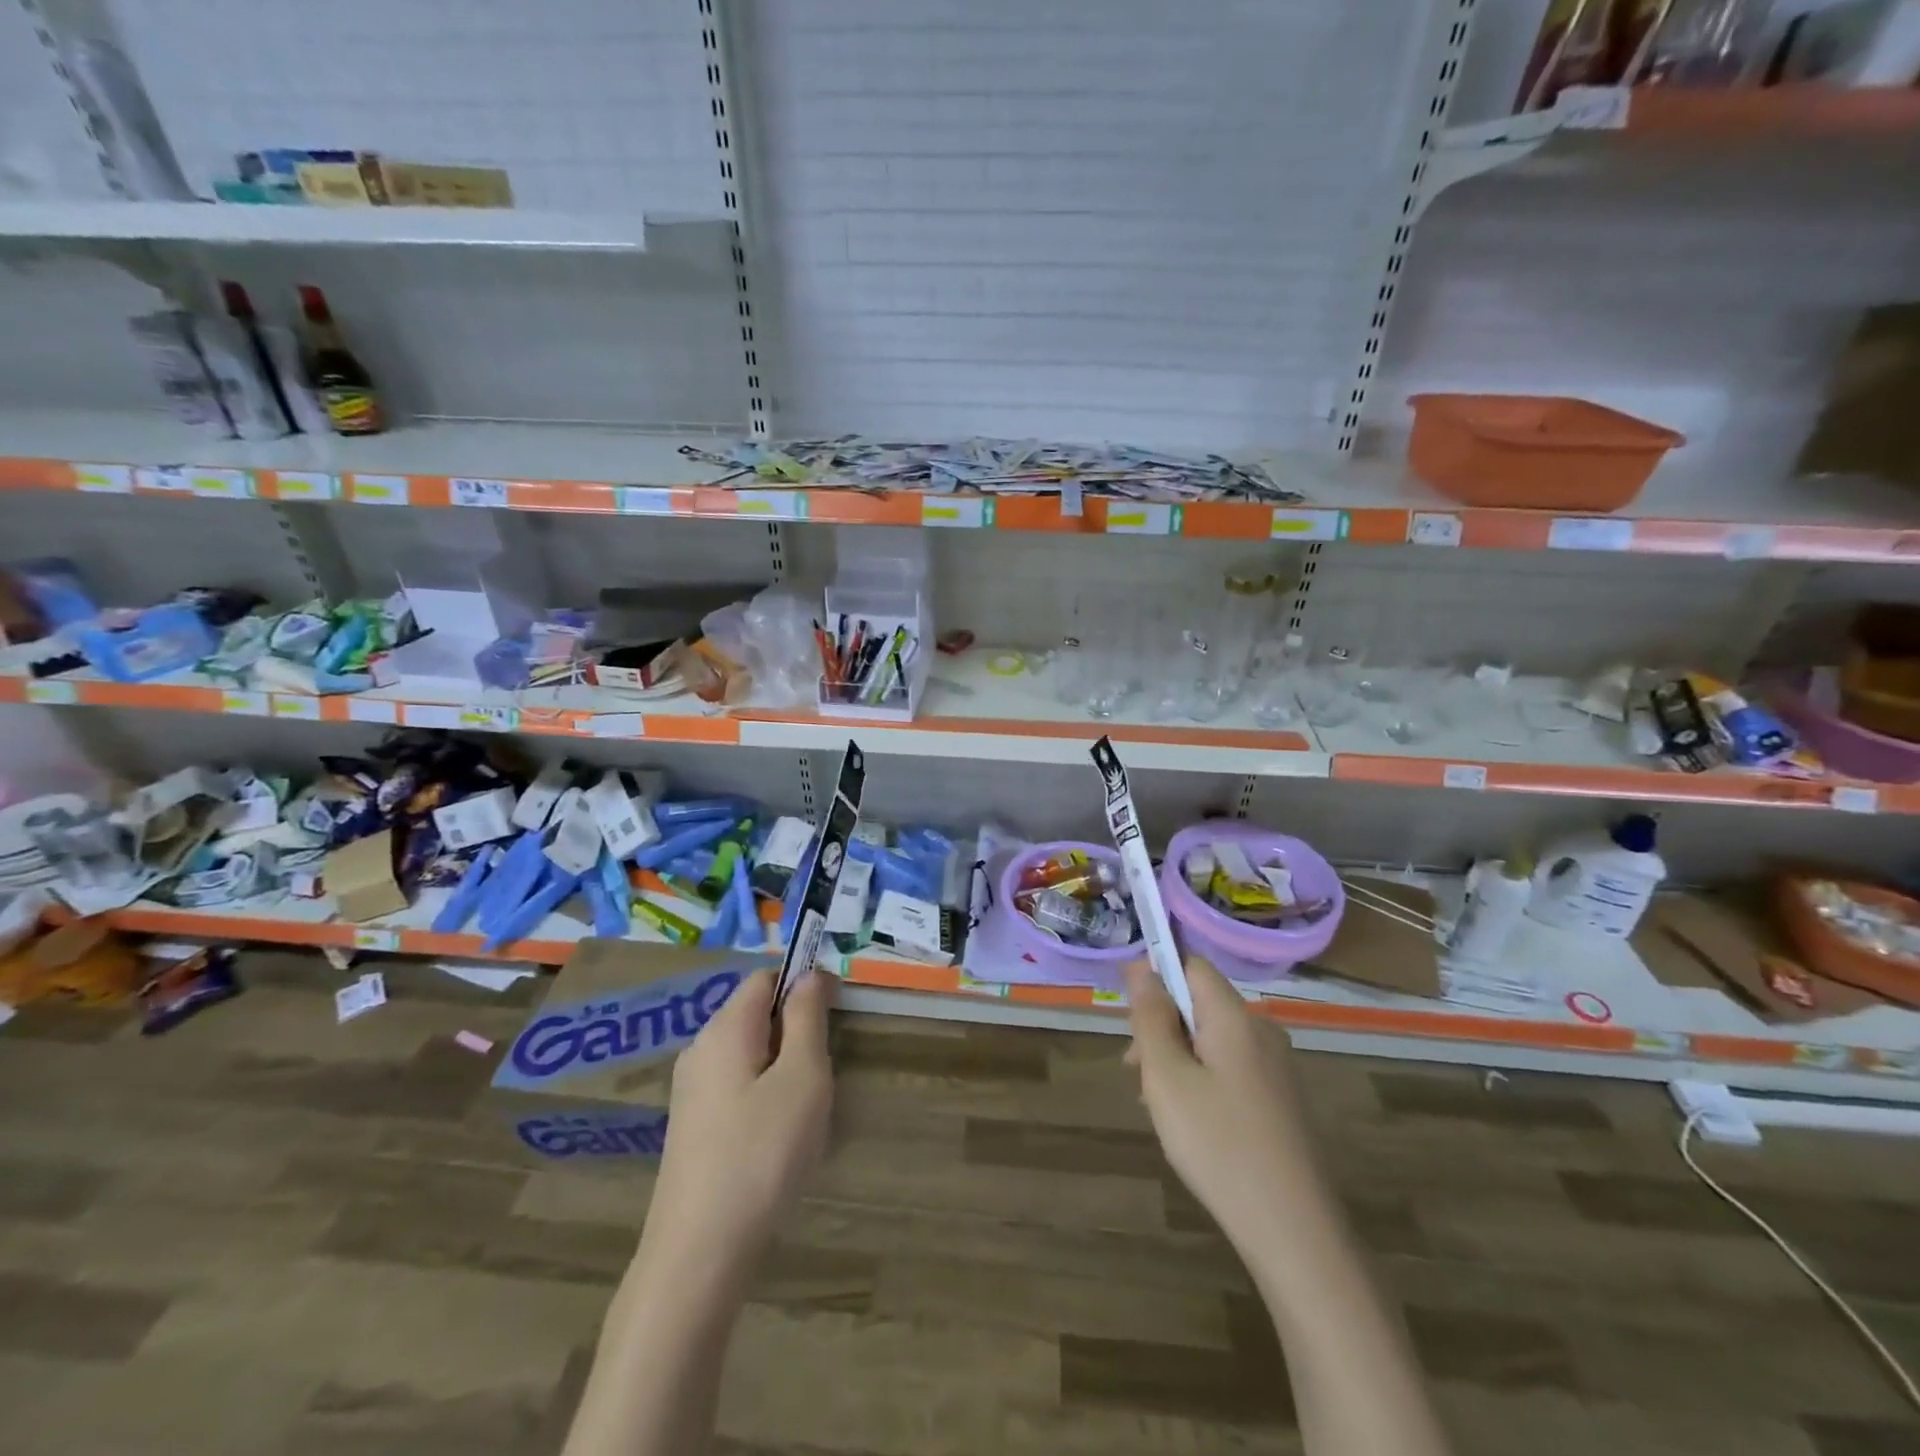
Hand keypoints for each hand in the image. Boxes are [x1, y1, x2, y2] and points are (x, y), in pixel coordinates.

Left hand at [644, 969, 833, 1275]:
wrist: (698, 1254)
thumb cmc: (761, 1154)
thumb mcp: (802, 1077)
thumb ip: (807, 1018)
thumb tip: (810, 976)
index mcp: (725, 1028)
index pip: (766, 978)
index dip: (803, 986)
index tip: (835, 1019)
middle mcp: (700, 1049)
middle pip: (757, 1016)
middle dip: (796, 1034)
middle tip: (821, 1078)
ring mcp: (691, 1091)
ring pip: (750, 1055)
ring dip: (784, 1070)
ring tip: (803, 1117)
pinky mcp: (692, 1127)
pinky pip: (737, 1088)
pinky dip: (765, 1099)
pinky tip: (777, 1144)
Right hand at [1123, 957, 1321, 1251]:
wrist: (1295, 1232)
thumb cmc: (1219, 1146)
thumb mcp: (1167, 1078)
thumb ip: (1151, 1017)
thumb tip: (1142, 966)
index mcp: (1235, 1018)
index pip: (1192, 965)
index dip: (1156, 978)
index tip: (1130, 1019)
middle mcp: (1262, 1031)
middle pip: (1200, 1003)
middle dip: (1162, 1026)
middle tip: (1137, 1072)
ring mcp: (1277, 1066)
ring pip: (1212, 1039)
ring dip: (1178, 1057)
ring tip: (1157, 1104)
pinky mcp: (1281, 1099)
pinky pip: (1231, 1067)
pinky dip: (1202, 1080)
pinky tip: (1191, 1123)